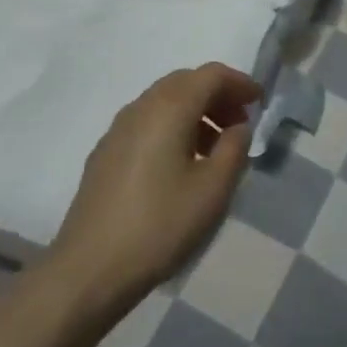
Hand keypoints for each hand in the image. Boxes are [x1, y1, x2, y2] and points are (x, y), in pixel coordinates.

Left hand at [48, 64, 261, 307]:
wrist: (88, 271)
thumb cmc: (159, 226)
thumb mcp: (213, 190)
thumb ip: (234, 149)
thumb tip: (238, 127)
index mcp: (170, 107)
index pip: (211, 75)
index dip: (239, 82)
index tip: (259, 103)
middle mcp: (142, 106)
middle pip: (186, 82)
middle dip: (217, 96)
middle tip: (240, 123)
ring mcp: (118, 128)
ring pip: (165, 102)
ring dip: (195, 112)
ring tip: (214, 148)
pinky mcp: (105, 153)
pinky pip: (147, 122)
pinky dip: (172, 127)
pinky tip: (179, 165)